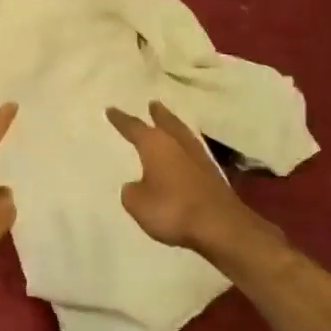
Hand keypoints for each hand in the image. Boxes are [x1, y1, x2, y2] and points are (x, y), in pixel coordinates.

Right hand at [106, 101, 246, 251]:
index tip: (111, 109)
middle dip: (158, 114)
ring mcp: (199, 158)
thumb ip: (132, 190)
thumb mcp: (137, 203)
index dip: (121, 119)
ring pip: (183, 135)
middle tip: (153, 104)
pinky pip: (193, 153)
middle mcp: (178, 144)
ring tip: (168, 123)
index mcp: (155, 144)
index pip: (134, 127)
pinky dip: (185, 149)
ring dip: (174, 128)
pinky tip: (183, 154)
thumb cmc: (172, 208)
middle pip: (166, 122)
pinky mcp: (213, 174)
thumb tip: (136, 185)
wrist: (220, 226)